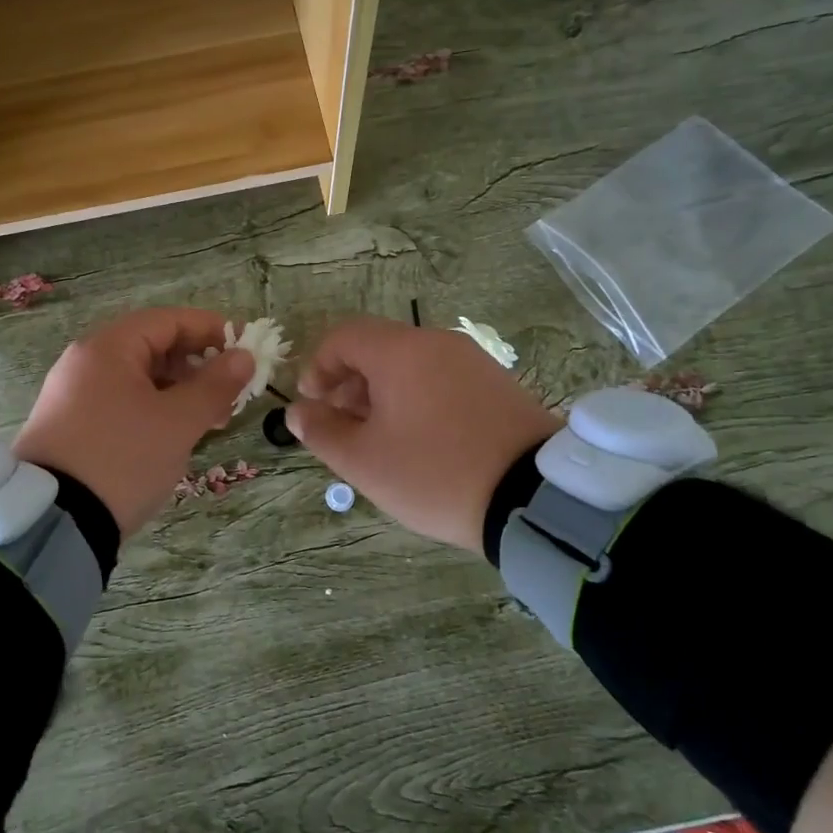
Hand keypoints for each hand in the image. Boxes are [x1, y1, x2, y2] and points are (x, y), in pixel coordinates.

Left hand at [13, 308, 253, 537]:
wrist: (53, 522)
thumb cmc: (123, 458)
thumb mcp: (178, 422)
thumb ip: (215, 385)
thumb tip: (243, 357)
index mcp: (108, 348)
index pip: (168, 320)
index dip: (211, 330)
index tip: (245, 348)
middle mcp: (85, 363)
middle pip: (152, 347)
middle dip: (197, 366)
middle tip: (232, 393)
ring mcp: (73, 395)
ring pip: (139, 379)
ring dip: (179, 392)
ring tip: (211, 421)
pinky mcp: (70, 427)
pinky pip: (121, 403)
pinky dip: (154, 410)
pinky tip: (175, 436)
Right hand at [288, 316, 561, 552]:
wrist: (534, 496)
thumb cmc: (435, 473)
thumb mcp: (365, 462)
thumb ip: (322, 432)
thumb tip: (298, 411)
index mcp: (400, 351)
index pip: (343, 337)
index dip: (318, 368)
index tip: (314, 407)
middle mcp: (436, 343)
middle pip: (377, 348)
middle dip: (348, 384)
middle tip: (343, 429)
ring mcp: (472, 360)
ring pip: (410, 364)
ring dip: (381, 394)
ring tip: (380, 440)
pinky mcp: (497, 383)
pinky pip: (441, 378)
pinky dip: (416, 398)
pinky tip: (420, 440)